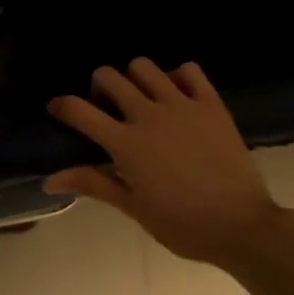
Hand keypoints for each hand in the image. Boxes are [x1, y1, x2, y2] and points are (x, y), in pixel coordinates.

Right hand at [44, 58, 285, 266]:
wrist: (243, 227)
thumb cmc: (183, 225)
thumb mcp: (134, 208)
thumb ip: (92, 184)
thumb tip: (49, 180)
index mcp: (126, 143)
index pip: (79, 110)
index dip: (61, 105)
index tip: (58, 110)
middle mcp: (148, 115)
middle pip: (108, 76)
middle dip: (99, 87)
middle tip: (107, 108)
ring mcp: (181, 105)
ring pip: (144, 67)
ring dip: (135, 78)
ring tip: (142, 99)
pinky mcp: (210, 104)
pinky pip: (189, 70)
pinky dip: (178, 76)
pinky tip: (177, 95)